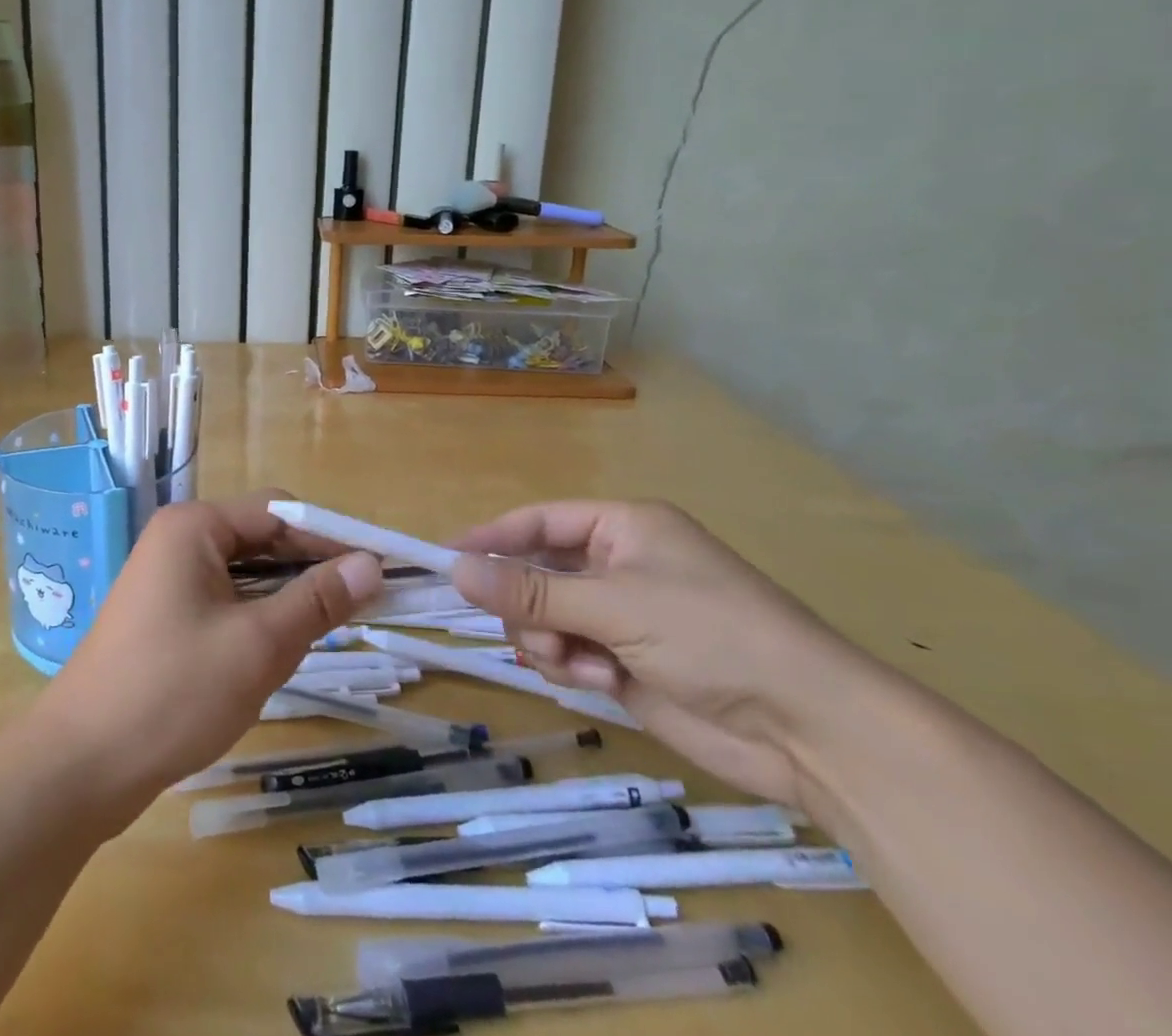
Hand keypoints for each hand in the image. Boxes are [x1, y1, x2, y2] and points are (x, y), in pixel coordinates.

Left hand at [40, 495, 383, 821]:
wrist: (80, 765)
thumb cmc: (173, 692)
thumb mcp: (258, 645)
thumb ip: (318, 601)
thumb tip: (372, 565)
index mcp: (195, 526)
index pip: (280, 512)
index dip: (332, 538)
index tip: (380, 570)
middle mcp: (178, 540)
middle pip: (261, 539)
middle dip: (310, 570)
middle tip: (364, 607)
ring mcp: (166, 579)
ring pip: (244, 576)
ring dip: (285, 598)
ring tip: (327, 633)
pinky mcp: (163, 617)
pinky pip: (223, 602)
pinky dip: (256, 619)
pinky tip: (277, 652)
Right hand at [450, 500, 879, 810]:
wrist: (808, 730)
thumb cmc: (712, 636)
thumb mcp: (614, 605)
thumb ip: (531, 593)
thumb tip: (456, 571)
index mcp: (622, 528)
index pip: (537, 521)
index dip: (490, 538)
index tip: (445, 559)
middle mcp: (617, 566)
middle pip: (534, 574)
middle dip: (527, 606)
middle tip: (533, 633)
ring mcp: (621, 617)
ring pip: (544, 619)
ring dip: (550, 642)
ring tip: (582, 664)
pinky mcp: (625, 663)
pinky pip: (567, 655)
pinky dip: (572, 668)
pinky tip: (604, 682)